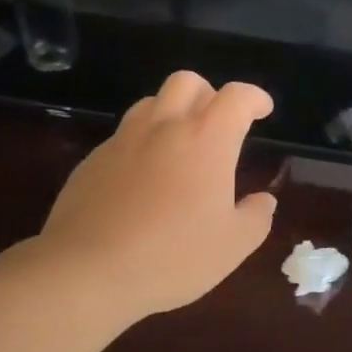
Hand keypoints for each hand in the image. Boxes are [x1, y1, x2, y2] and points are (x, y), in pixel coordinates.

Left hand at [40, 71, 276, 317]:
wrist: (88, 269)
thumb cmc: (172, 256)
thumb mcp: (232, 246)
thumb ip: (255, 217)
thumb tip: (263, 200)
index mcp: (206, 140)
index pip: (236, 96)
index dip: (254, 98)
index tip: (262, 111)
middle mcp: (164, 127)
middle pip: (188, 82)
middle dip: (210, 93)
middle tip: (219, 124)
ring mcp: (124, 139)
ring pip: (152, 102)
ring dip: (173, 112)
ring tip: (181, 145)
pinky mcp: (93, 159)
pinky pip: (124, 134)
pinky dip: (143, 142)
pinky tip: (144, 178)